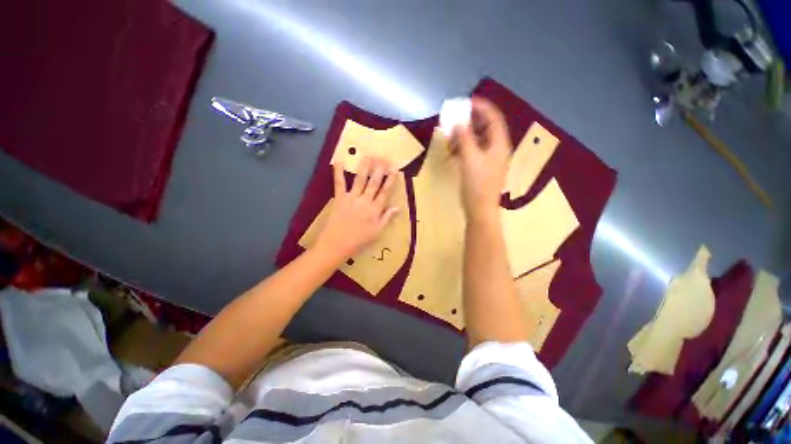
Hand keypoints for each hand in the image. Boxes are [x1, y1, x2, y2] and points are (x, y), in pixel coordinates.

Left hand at [314, 157, 399, 261]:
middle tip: (384, 157)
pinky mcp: (339, 198)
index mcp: (375, 210)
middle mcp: (365, 201)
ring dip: (365, 167)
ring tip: (369, 156)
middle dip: (380, 170)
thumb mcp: (377, 232)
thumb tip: (398, 207)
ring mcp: (352, 198)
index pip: (385, 192)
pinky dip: (338, 172)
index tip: (395, 169)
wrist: (337, 244)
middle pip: (374, 183)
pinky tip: (338, 161)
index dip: (390, 180)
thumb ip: (387, 218)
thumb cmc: (359, 240)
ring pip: (360, 180)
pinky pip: (339, 183)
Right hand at [450, 98, 511, 222]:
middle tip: (454, 120)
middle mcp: (498, 149)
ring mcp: (491, 159)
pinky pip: (474, 151)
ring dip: (465, 136)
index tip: (465, 102)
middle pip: (486, 127)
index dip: (481, 107)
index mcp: (499, 144)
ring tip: (450, 138)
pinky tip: (453, 152)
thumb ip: (465, 138)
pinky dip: (464, 148)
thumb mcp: (469, 159)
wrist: (480, 210)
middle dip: (470, 122)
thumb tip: (459, 121)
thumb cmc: (476, 185)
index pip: (493, 117)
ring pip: (479, 140)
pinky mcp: (483, 168)